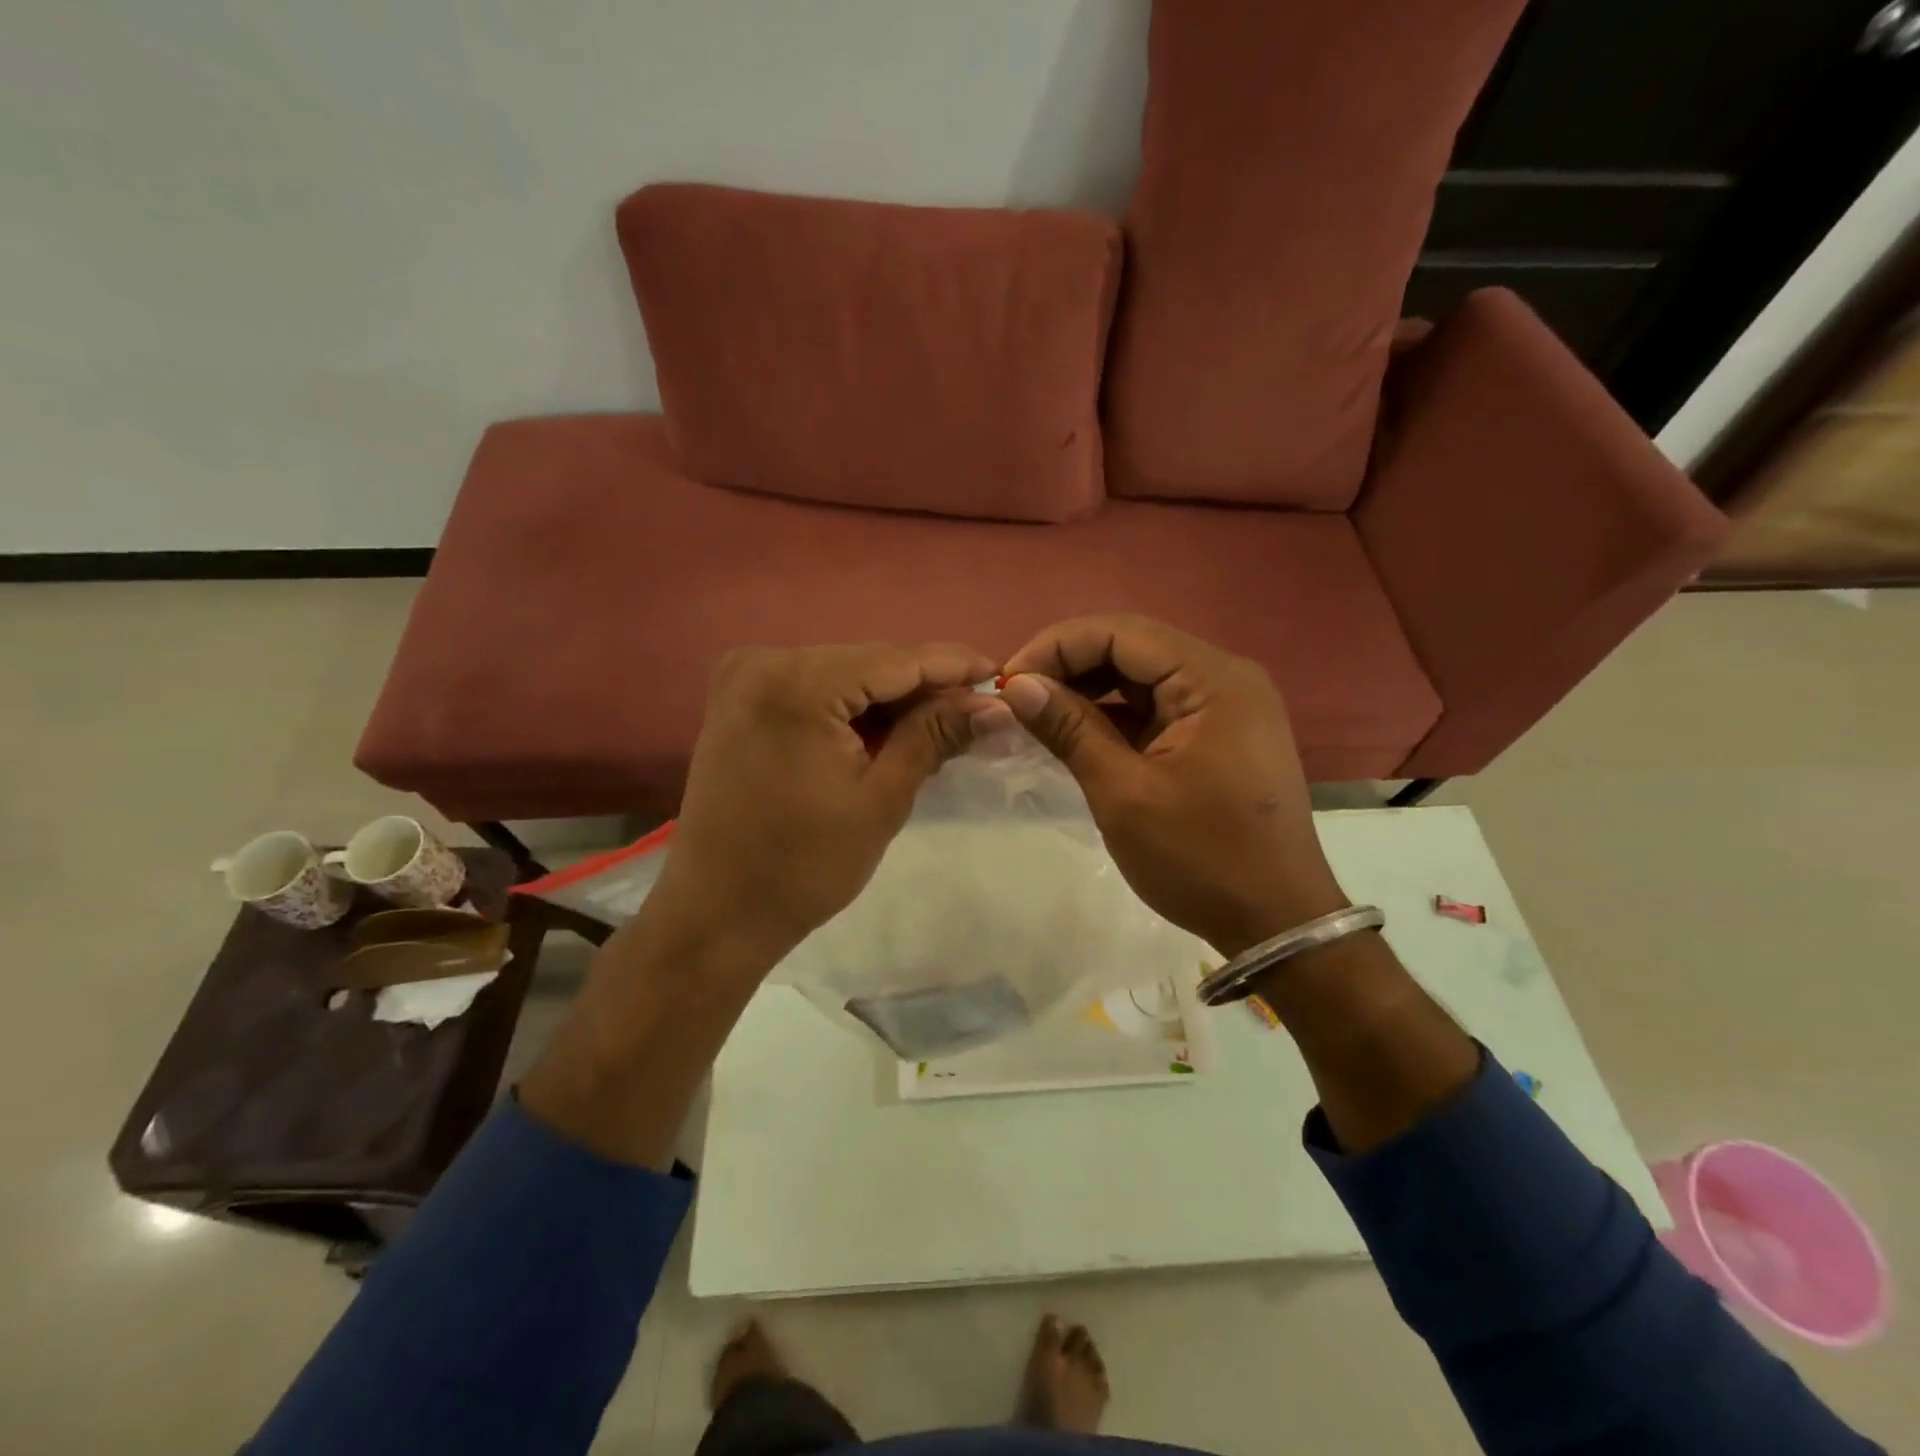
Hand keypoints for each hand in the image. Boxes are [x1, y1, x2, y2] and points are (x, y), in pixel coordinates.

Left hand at [651, 641, 996, 971]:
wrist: (715, 913)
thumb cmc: (803, 867)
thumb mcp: (881, 799)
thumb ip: (935, 736)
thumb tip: (994, 704)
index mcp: (798, 684)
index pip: (897, 659)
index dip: (955, 666)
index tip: (1003, 676)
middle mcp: (765, 661)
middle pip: (869, 662)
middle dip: (924, 686)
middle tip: (977, 713)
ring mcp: (744, 678)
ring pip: (844, 674)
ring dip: (890, 699)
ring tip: (939, 728)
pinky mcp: (738, 700)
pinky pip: (814, 689)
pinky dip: (853, 708)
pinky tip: (885, 733)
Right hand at [996, 615, 1346, 955]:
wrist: (1276, 922)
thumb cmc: (1201, 858)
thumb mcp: (1124, 793)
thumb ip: (1070, 729)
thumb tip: (1017, 687)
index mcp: (1213, 679)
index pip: (1122, 633)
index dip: (1057, 647)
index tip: (1008, 681)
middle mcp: (1224, 678)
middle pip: (1133, 648)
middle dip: (1069, 666)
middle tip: (1017, 698)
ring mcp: (1225, 706)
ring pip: (1142, 678)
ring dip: (1088, 690)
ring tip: (1037, 714)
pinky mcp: (1218, 734)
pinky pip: (1156, 708)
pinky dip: (1113, 717)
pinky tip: (1075, 732)